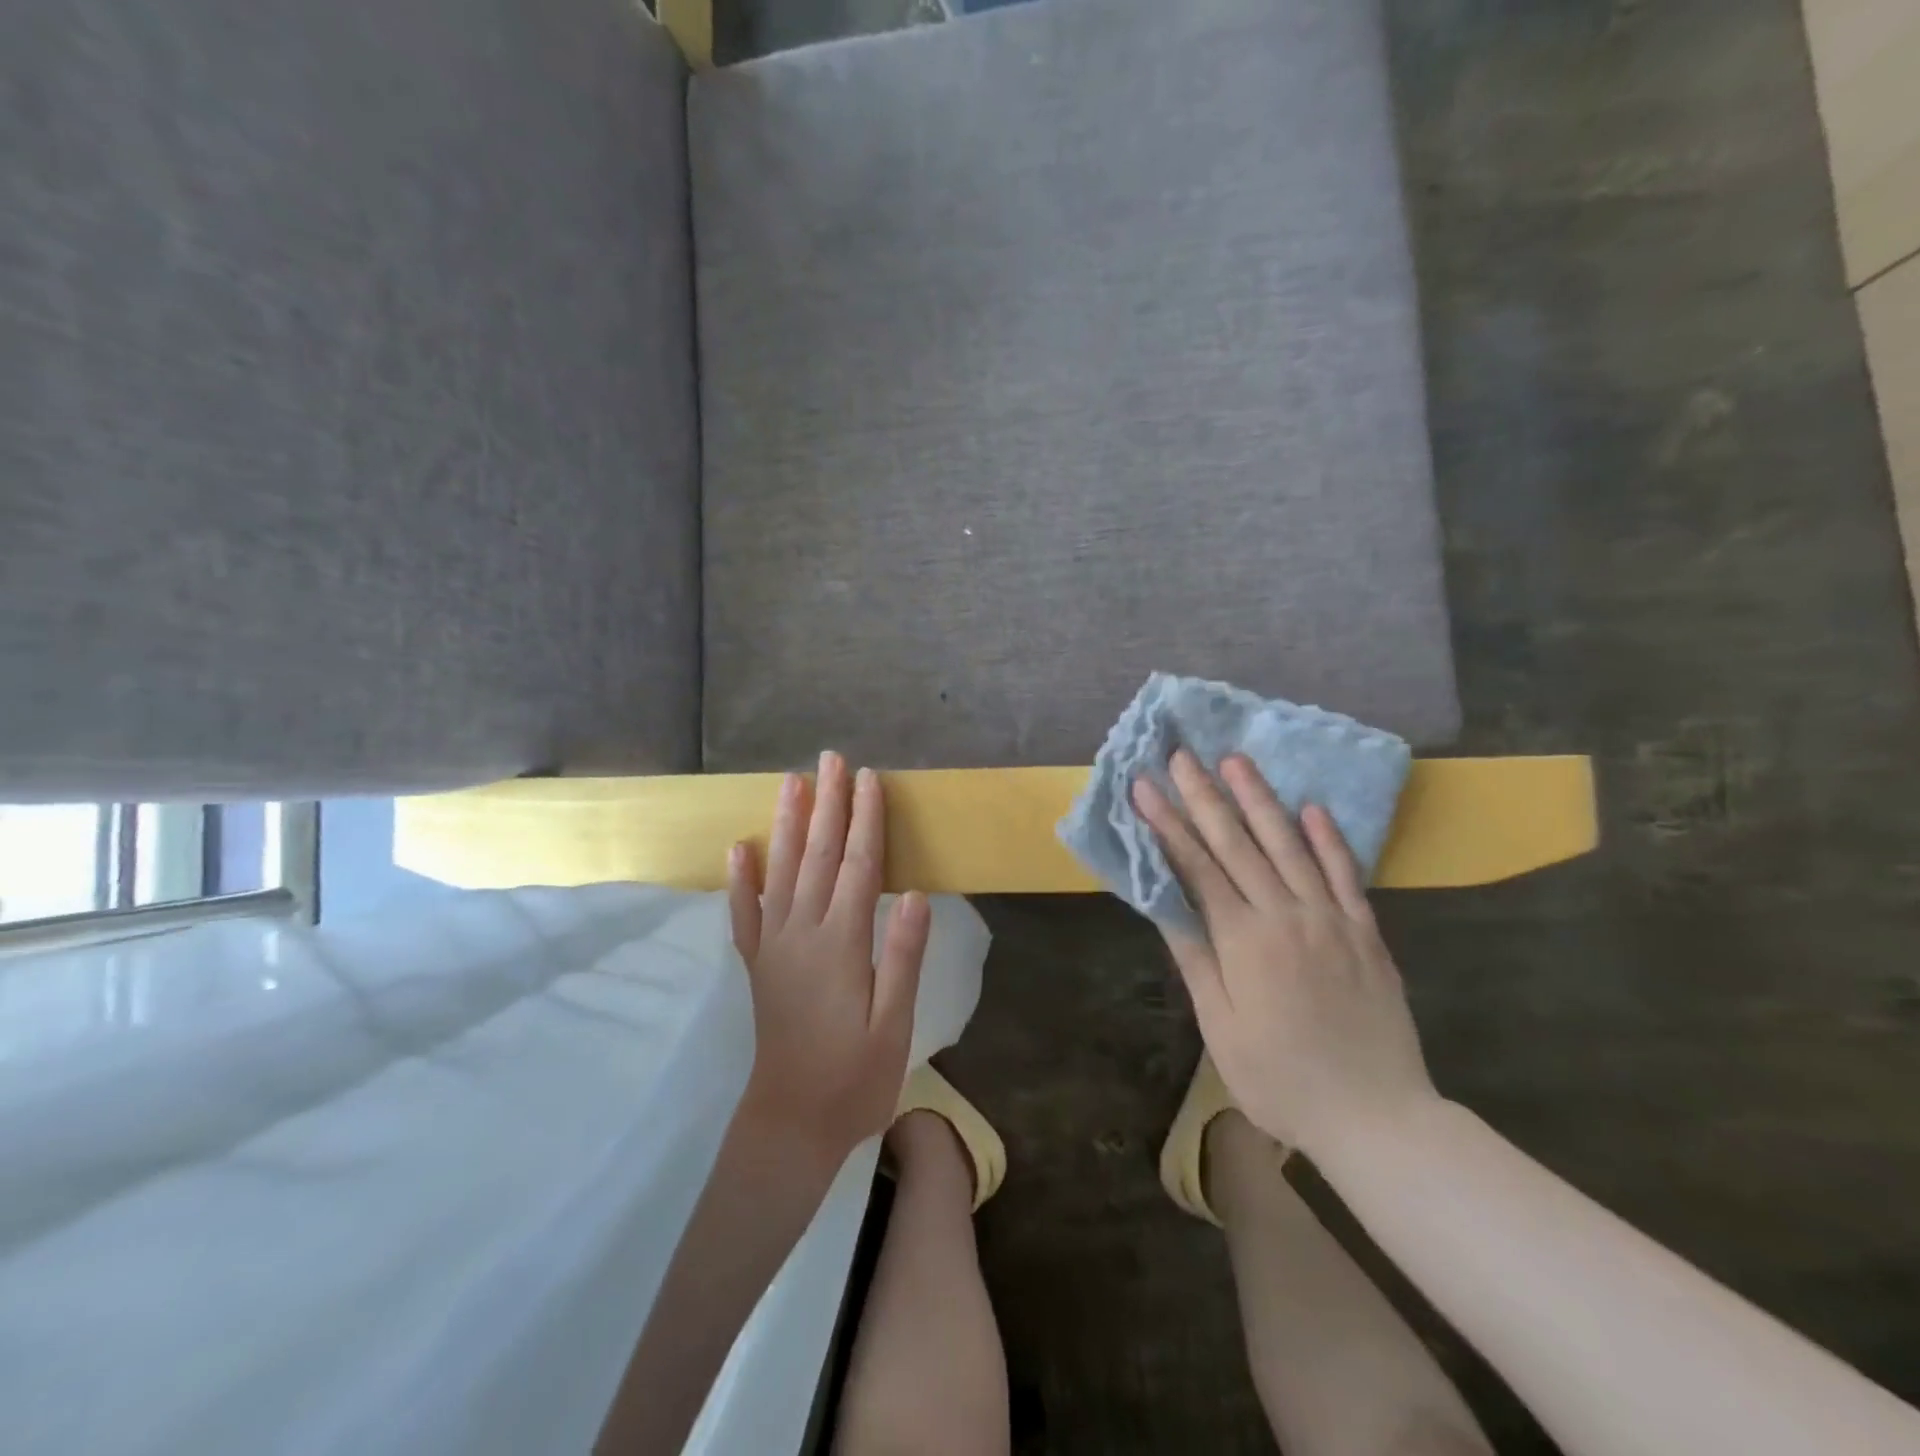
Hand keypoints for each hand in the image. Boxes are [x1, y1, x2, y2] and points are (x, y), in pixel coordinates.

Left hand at [728, 751, 930, 1168]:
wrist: (791, 1124)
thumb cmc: (855, 1078)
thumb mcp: (894, 1024)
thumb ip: (902, 956)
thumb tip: (914, 893)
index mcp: (842, 944)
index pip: (858, 866)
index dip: (866, 820)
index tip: (870, 779)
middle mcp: (803, 934)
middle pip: (817, 856)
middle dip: (827, 804)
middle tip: (831, 760)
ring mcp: (774, 947)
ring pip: (780, 872)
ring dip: (787, 825)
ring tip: (790, 784)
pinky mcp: (757, 965)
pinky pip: (744, 914)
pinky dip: (740, 879)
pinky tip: (738, 849)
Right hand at [1132, 750, 1437, 1157]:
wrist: (1377, 1117)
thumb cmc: (1281, 1079)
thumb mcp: (1221, 1027)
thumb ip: (1196, 957)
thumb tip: (1165, 901)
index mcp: (1244, 940)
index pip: (1197, 866)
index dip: (1167, 823)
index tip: (1145, 786)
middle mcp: (1286, 915)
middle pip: (1238, 844)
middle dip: (1204, 796)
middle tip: (1182, 755)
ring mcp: (1331, 918)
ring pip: (1290, 845)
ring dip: (1260, 799)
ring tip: (1236, 760)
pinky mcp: (1365, 931)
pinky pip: (1346, 874)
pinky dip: (1329, 838)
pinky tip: (1313, 807)